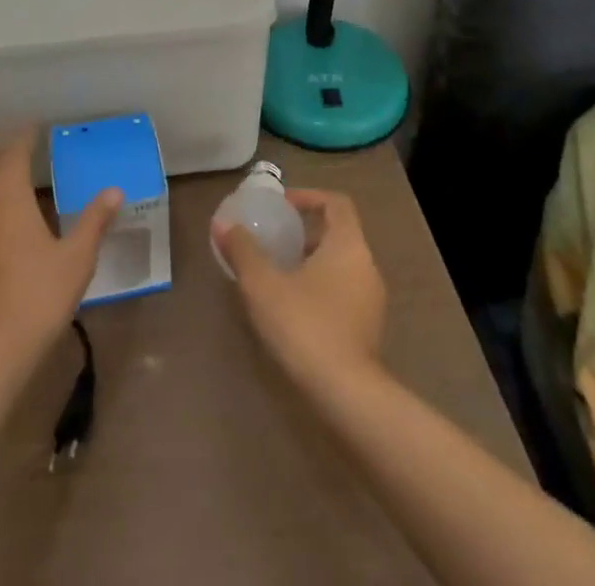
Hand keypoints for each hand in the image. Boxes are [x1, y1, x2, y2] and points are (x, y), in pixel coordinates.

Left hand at [0, 136, 120, 369]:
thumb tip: (114, 191)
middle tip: (24, 149)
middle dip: (1, 152)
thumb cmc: (37, 297)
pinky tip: (3, 218)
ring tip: (13, 179)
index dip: (24, 137)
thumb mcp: (76, 258)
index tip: (37, 127)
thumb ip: (94, 221)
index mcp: (8, 197)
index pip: (12, 153)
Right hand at [214, 189, 386, 390]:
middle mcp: (366, 266)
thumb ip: (243, 250)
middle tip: (274, 240)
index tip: (281, 206)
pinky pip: (344, 293)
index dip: (308, 197)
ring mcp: (371, 300)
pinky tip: (293, 309)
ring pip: (341, 266)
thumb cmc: (304, 325)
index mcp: (348, 245)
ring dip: (312, 263)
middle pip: (338, 234)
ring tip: (278, 275)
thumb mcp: (263, 284)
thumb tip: (222, 224)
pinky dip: (321, 288)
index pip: (336, 203)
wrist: (346, 396)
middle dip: (305, 233)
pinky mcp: (369, 330)